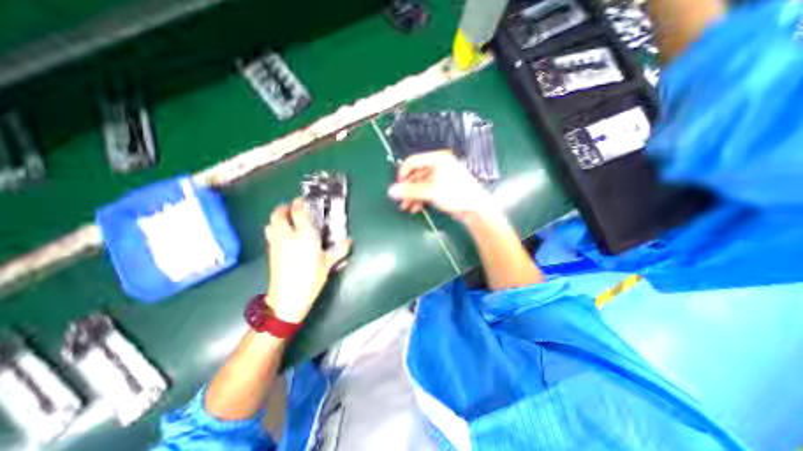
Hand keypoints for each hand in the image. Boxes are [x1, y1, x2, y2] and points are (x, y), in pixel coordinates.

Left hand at [266, 197, 350, 323]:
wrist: (288, 297)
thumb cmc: (311, 278)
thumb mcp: (328, 263)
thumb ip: (340, 249)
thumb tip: (350, 241)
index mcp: (304, 235)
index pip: (298, 212)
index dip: (299, 203)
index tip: (303, 200)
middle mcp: (287, 235)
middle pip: (279, 214)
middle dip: (285, 207)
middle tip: (293, 206)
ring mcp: (276, 243)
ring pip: (271, 222)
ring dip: (277, 216)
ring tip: (287, 217)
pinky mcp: (270, 251)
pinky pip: (270, 233)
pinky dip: (275, 227)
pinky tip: (283, 233)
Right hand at [387, 150, 496, 219]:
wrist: (475, 209)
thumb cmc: (455, 195)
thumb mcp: (430, 192)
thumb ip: (409, 191)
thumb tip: (391, 191)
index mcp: (436, 159)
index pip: (412, 161)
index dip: (402, 174)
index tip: (398, 187)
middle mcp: (437, 165)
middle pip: (415, 175)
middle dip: (407, 190)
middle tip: (401, 202)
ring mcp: (440, 177)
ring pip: (420, 184)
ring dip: (412, 196)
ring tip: (407, 208)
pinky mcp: (442, 187)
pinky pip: (426, 190)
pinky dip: (420, 198)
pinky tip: (416, 208)